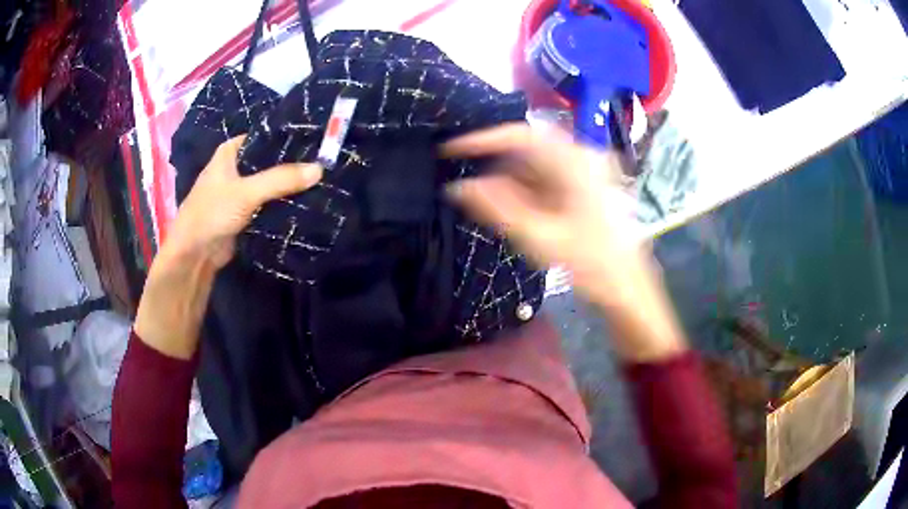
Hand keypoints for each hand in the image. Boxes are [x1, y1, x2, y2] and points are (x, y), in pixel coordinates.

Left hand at [135, 136, 321, 358]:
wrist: (194, 255)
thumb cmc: (212, 213)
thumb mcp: (246, 192)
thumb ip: (281, 179)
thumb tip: (320, 169)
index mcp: (230, 151)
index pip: (265, 136)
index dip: (289, 138)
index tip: (317, 140)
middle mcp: (236, 167)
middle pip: (270, 160)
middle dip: (293, 164)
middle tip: (326, 162)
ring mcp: (240, 191)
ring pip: (271, 182)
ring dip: (290, 185)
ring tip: (323, 180)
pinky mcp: (245, 213)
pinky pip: (269, 203)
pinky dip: (283, 203)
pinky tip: (306, 201)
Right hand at [442, 124, 644, 307]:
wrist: (630, 289)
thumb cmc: (591, 263)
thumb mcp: (539, 237)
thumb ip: (496, 208)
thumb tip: (458, 187)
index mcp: (575, 162)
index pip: (521, 135)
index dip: (483, 139)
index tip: (452, 149)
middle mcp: (583, 158)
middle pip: (530, 149)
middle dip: (497, 165)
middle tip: (468, 183)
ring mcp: (588, 172)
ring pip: (539, 165)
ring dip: (512, 181)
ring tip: (490, 203)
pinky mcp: (588, 188)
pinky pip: (550, 179)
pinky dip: (528, 191)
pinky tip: (519, 212)